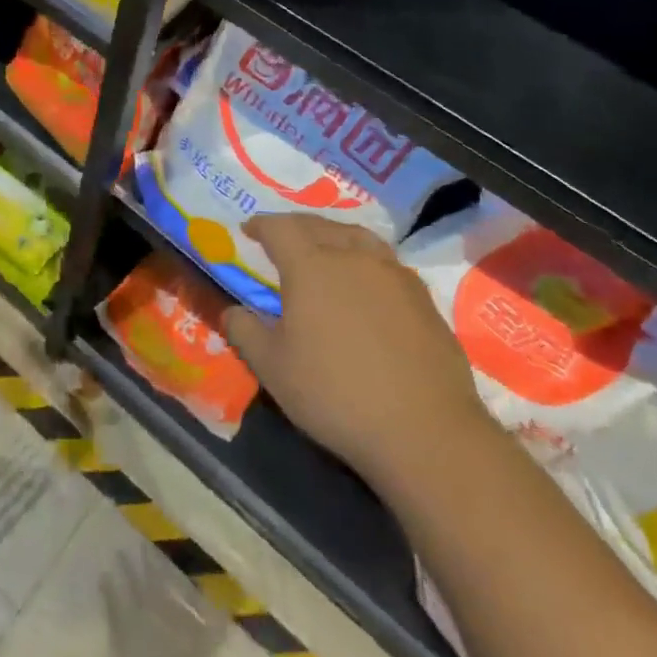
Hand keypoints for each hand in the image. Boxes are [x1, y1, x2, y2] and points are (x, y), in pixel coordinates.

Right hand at [222, 215, 491, 487]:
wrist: (425, 430)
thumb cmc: (335, 394)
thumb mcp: (272, 368)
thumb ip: (245, 332)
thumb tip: (231, 311)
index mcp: (310, 266)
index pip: (280, 228)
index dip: (261, 225)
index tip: (249, 230)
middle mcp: (352, 257)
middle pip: (319, 225)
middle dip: (296, 226)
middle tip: (282, 237)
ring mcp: (394, 274)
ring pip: (358, 237)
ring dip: (334, 235)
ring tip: (325, 249)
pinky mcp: (423, 298)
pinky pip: (386, 262)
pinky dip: (365, 259)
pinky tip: (366, 283)